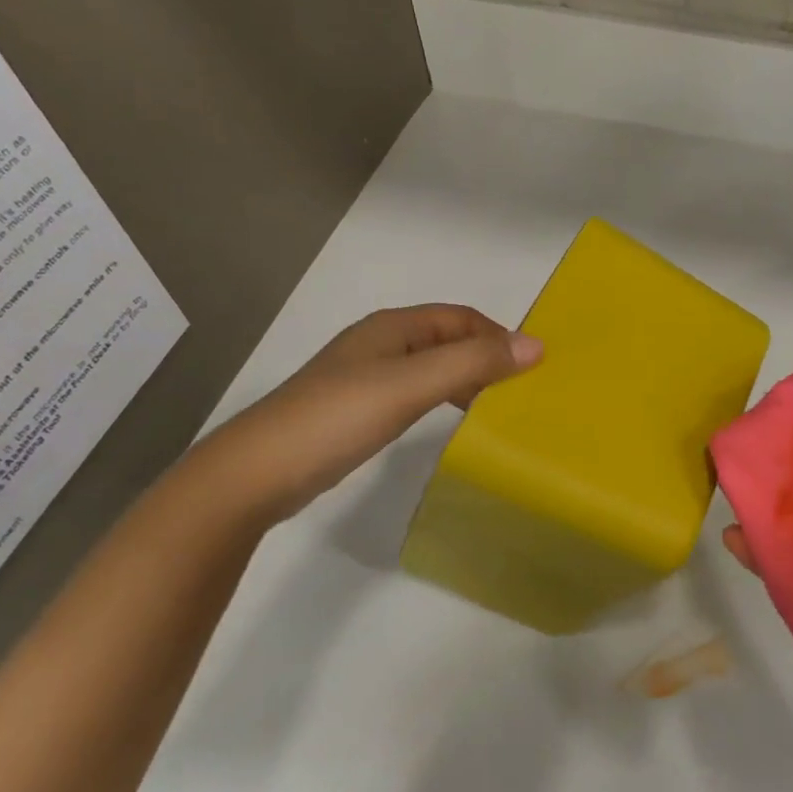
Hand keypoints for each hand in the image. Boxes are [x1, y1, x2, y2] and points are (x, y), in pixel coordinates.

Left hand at [203, 304, 542, 520]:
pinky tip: (448, 422)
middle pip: (448, 339)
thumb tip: (537, 345)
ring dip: (466, 378)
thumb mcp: (412, 385)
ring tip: (494, 407)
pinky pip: (415, 392)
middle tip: (519, 391)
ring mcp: (366, 377)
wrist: (255, 474)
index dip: (499, 335)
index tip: (532, 369)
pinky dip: (442, 398)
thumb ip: (472, 363)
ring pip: (432, 366)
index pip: (462, 317)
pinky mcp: (357, 409)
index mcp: (393, 326)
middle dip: (486, 356)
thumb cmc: (338, 417)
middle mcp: (381, 343)